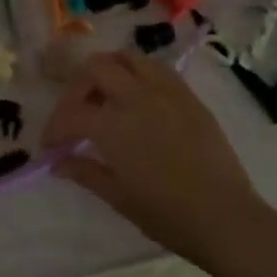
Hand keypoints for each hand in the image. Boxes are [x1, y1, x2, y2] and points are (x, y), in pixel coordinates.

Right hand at [41, 50, 272, 274]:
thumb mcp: (119, 197)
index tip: (51, 148)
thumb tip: (57, 163)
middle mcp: (138, 98)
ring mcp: (167, 93)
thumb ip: (85, 172)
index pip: (71, 114)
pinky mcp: (189, 96)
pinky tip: (138, 99)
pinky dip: (138, 74)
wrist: (225, 218)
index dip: (53, 129)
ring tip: (106, 98)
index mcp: (115, 127)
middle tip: (76, 115)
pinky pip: (157, 69)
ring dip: (108, 72)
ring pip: (128, 58)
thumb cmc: (167, 215)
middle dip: (77, 89)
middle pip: (95, 68)